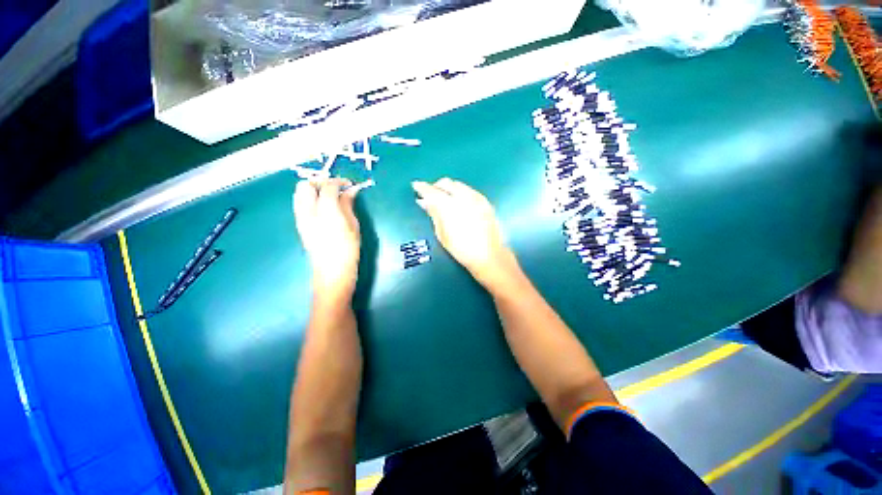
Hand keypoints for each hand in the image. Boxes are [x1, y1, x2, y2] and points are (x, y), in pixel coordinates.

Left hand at [293, 179, 361, 305]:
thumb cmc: (348, 250)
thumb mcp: (353, 226)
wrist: (332, 272)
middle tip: (336, 188)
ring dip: (313, 190)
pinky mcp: (300, 226)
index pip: (327, 186)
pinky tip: (324, 208)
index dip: (338, 181)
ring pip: (299, 194)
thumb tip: (351, 190)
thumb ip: (348, 205)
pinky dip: (310, 200)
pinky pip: (300, 205)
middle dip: (320, 182)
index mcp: (326, 211)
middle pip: (305, 185)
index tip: (349, 184)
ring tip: (329, 197)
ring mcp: (301, 219)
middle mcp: (308, 212)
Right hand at [412, 178, 518, 288]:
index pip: (432, 191)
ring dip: (448, 188)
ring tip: (444, 198)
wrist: (489, 255)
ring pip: (458, 184)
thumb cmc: (461, 249)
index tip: (416, 186)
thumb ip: (433, 214)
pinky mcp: (485, 201)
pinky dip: (460, 192)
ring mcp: (476, 197)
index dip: (422, 187)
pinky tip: (459, 201)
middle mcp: (463, 197)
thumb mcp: (442, 234)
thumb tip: (424, 201)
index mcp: (449, 206)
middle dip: (436, 186)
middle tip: (430, 194)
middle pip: (446, 183)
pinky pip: (469, 190)